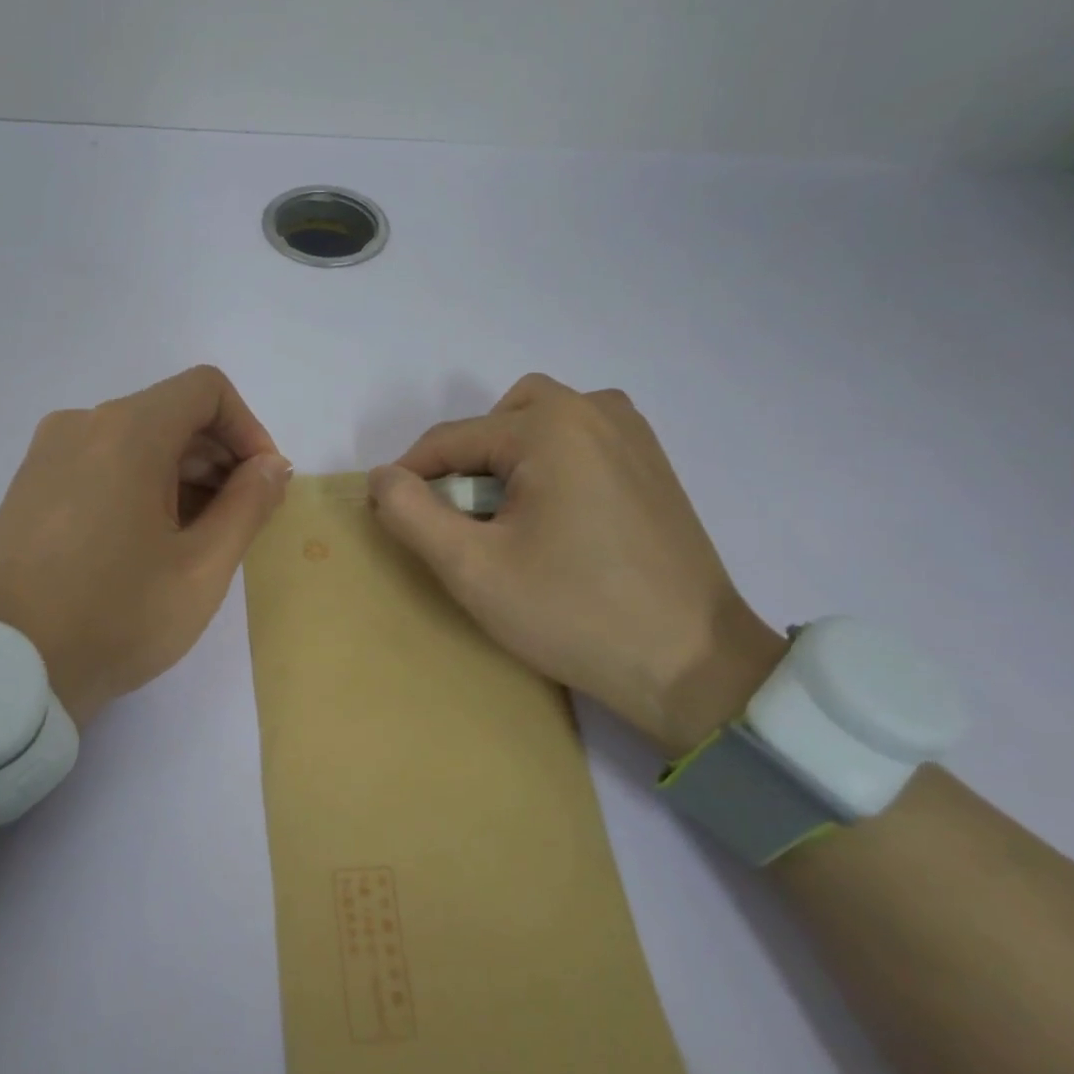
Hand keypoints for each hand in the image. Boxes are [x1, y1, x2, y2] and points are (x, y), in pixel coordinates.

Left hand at [0, 366, 291, 727]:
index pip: (206, 390)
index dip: (248, 429)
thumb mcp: (202, 567)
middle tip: (239, 520)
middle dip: (218, 458)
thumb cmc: (117, 615)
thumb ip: (249, 505)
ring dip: (181, 475)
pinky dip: (140, 484)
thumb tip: (272, 465)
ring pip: (136, 440)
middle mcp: (83, 424)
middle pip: (171, 414)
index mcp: (127, 431)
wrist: (6, 668)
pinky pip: (102, 463)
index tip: (262, 483)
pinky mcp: (31, 484)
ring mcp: (49, 453)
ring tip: (196, 539)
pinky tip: (148, 542)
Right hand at [368, 374, 785, 755]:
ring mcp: (632, 432)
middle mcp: (594, 409)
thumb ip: (412, 514)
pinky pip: (578, 439)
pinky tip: (553, 518)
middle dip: (465, 464)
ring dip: (506, 460)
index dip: (411, 479)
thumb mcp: (472, 568)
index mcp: (550, 426)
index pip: (450, 439)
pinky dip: (548, 463)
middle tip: (464, 523)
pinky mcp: (652, 461)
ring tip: (506, 520)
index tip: (394, 521)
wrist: (692, 664)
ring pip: (538, 423)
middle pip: (495, 421)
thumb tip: (382, 477)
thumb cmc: (573, 613)